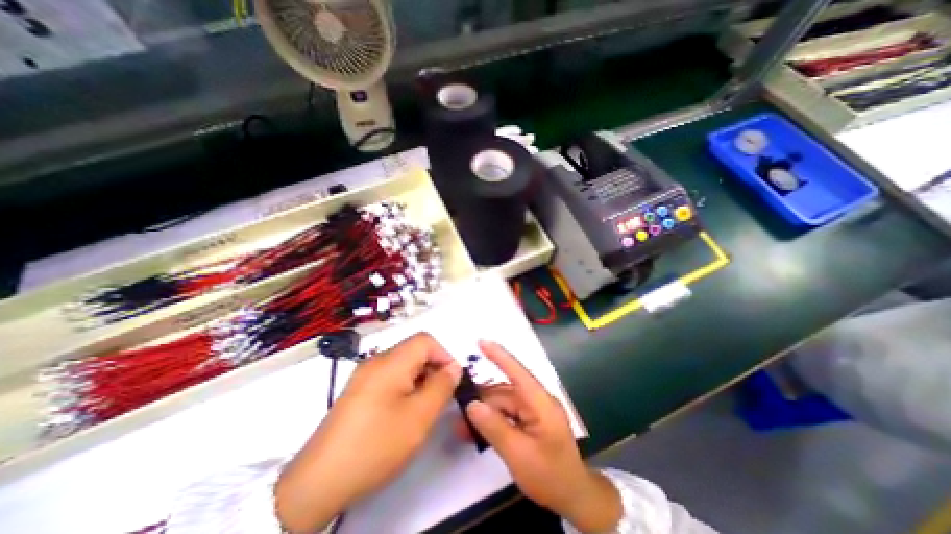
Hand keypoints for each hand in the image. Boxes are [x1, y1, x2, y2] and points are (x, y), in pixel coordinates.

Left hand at [274, 332, 462, 530]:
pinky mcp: (358, 391)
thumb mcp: (419, 417)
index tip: (452, 381)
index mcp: (390, 362)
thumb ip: (442, 387)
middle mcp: (375, 361)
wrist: (318, 482)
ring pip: (403, 365)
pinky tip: (404, 412)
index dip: (444, 355)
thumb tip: (454, 368)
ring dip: (420, 379)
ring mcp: (364, 376)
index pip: (425, 340)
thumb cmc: (376, 445)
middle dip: (433, 368)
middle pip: (414, 351)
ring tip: (423, 407)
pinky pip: (390, 377)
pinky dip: (405, 387)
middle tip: (440, 397)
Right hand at [463, 341, 624, 532]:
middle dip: (481, 400)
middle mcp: (537, 400)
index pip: (517, 372)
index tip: (480, 342)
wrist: (574, 496)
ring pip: (503, 403)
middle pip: (504, 392)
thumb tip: (472, 405)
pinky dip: (492, 420)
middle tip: (458, 411)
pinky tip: (476, 431)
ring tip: (462, 427)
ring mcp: (534, 410)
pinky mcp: (530, 419)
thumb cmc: (550, 475)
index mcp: (540, 402)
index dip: (499, 355)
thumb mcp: (519, 454)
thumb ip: (494, 427)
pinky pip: (507, 413)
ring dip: (484, 413)